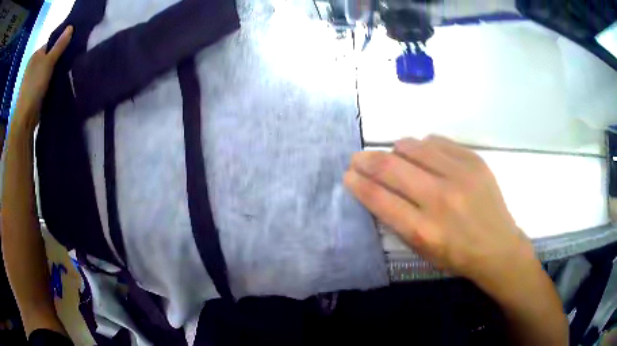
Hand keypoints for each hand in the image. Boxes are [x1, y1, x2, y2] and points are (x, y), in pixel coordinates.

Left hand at [12, 26, 71, 131]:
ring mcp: (33, 81)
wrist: (25, 117)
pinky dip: (52, 83)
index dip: (60, 43)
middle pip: (49, 57)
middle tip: (70, 59)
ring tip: (67, 71)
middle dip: (58, 58)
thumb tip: (71, 27)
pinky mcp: (35, 93)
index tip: (70, 46)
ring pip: (48, 71)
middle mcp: (33, 66)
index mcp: (35, 55)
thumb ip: (59, 45)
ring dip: (55, 72)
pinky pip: (46, 83)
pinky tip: (59, 83)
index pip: (50, 44)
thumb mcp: (48, 61)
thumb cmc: (34, 85)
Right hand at [344, 136, 535, 289]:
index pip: (379, 198)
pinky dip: (423, 147)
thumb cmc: (457, 255)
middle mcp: (440, 198)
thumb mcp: (422, 250)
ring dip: (395, 150)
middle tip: (358, 159)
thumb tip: (377, 190)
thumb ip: (398, 221)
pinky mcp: (474, 161)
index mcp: (424, 229)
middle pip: (391, 167)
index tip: (348, 175)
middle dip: (366, 160)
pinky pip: (437, 142)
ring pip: (412, 146)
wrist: (498, 247)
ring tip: (395, 157)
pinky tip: (424, 155)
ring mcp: (460, 175)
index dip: (358, 183)